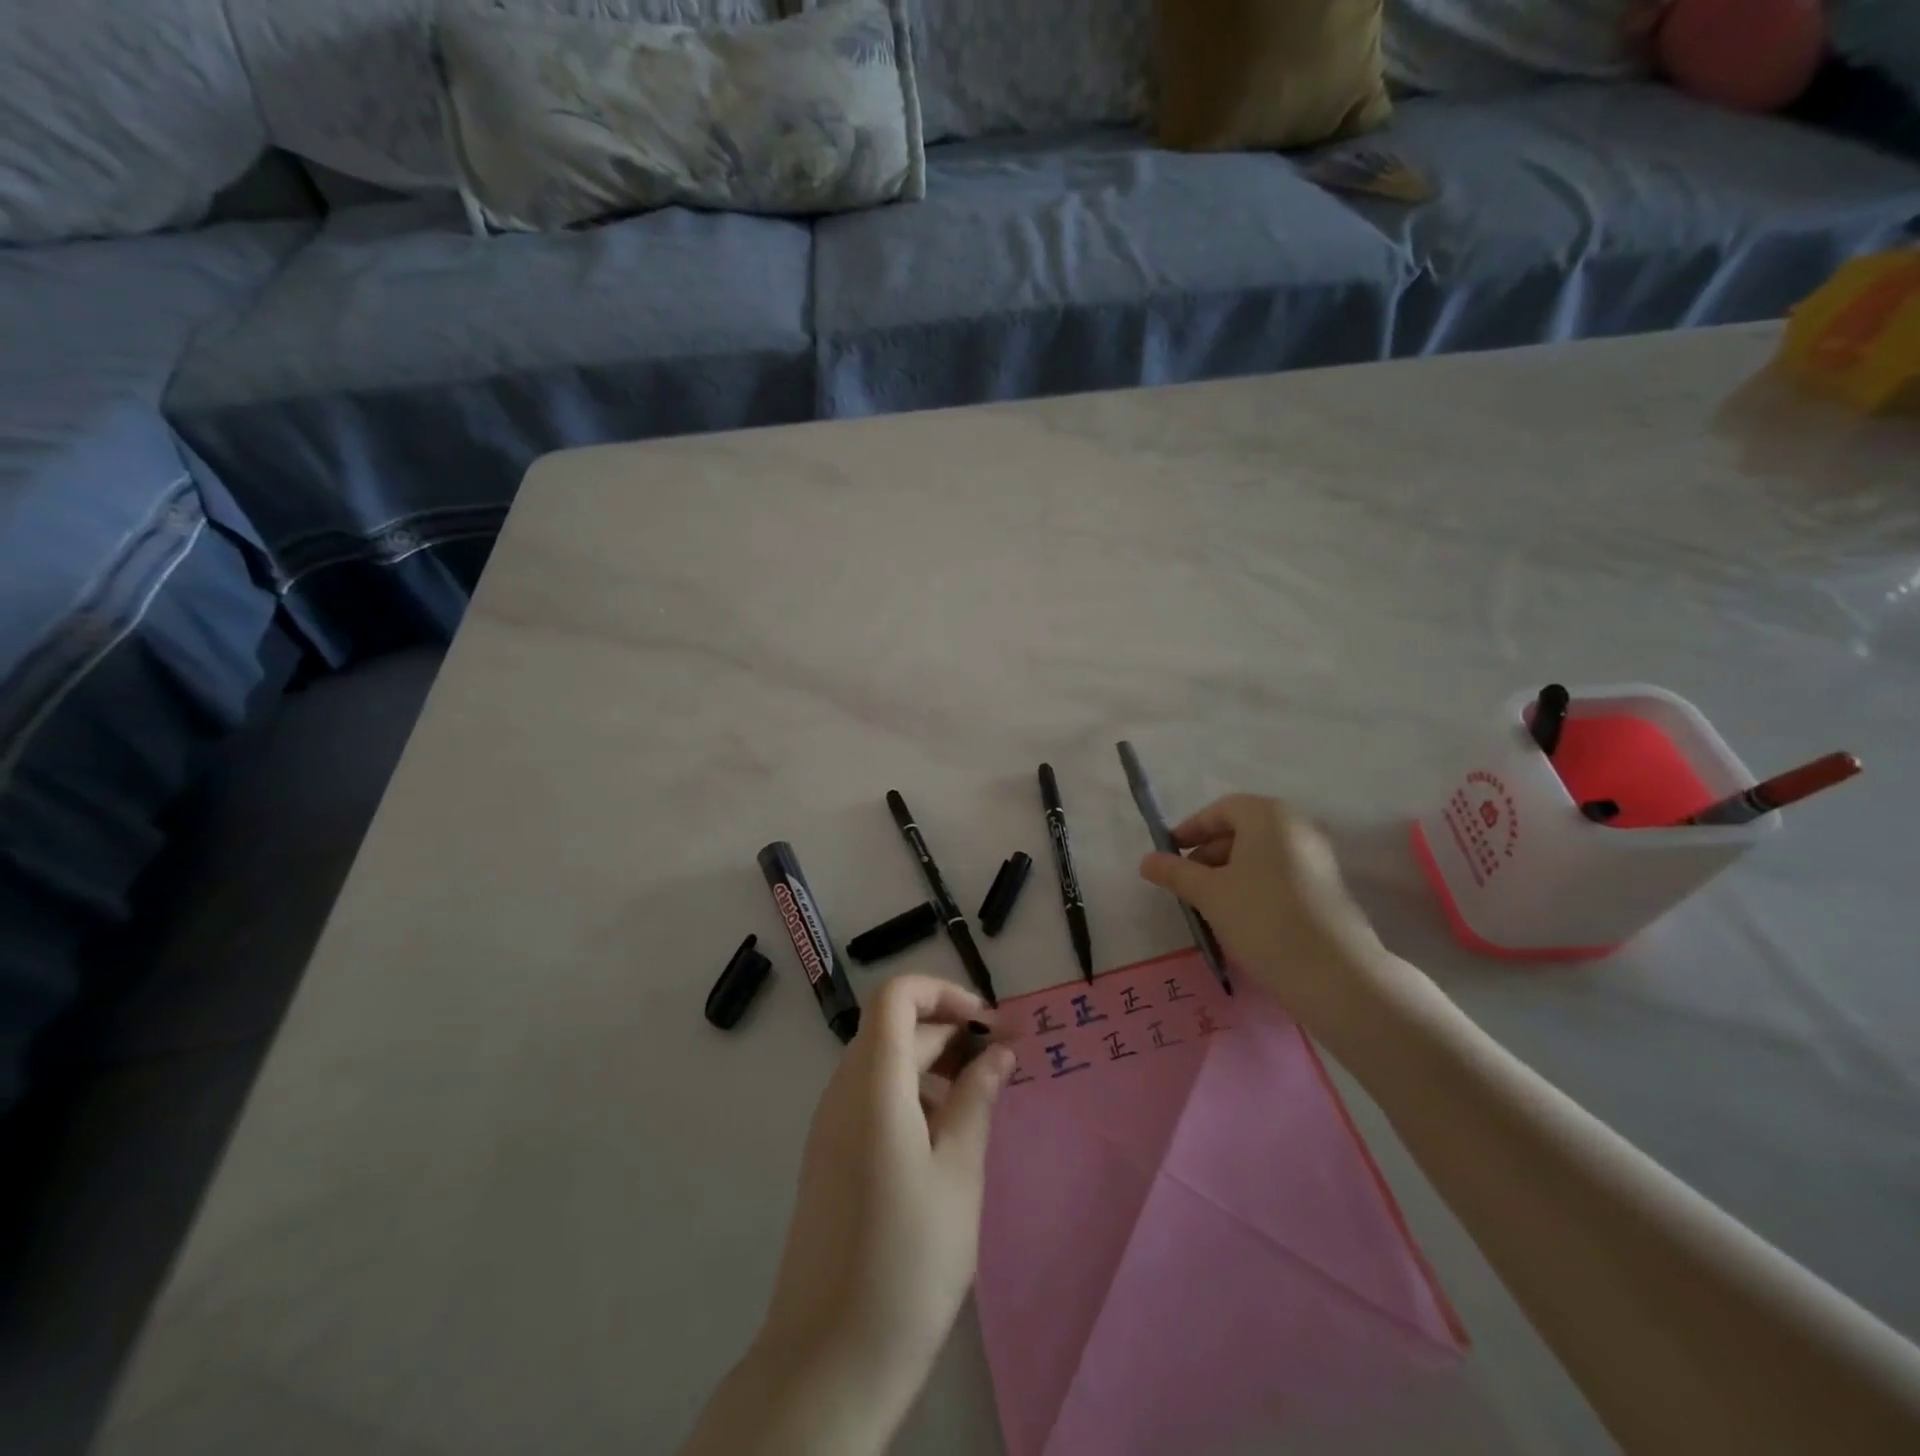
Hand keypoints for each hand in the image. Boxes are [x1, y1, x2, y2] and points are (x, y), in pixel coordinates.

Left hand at [758, 975, 1014, 1424]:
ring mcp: (830, 1124)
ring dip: (932, 1064)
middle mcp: (842, 1091)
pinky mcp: (830, 1155)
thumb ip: (978, 1099)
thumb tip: (999, 1050)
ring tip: (980, 1101)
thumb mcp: (960, 1173)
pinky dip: (911, 1094)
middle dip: (948, 1030)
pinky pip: (871, 1097)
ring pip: (883, 1062)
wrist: (830, 1361)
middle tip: (1002, 1061)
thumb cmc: (908, 1261)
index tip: (987, 1023)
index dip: (943, 992)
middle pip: (894, 1028)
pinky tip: (945, 1138)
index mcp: (872, 1084)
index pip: (896, 996)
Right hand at [1139, 794, 1412, 1040]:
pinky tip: (1240, 916)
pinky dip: (1254, 885)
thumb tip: (1146, 861)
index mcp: (1269, 815)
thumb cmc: (1262, 918)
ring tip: (1209, 903)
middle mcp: (1298, 826)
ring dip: (1230, 872)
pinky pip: (1280, 873)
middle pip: (1243, 829)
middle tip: (1186, 883)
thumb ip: (1175, 872)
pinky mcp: (1327, 887)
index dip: (1191, 830)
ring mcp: (1317, 857)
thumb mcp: (1209, 893)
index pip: (1221, 810)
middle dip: (1209, 853)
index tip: (1169, 854)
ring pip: (1261, 854)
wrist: (1334, 973)